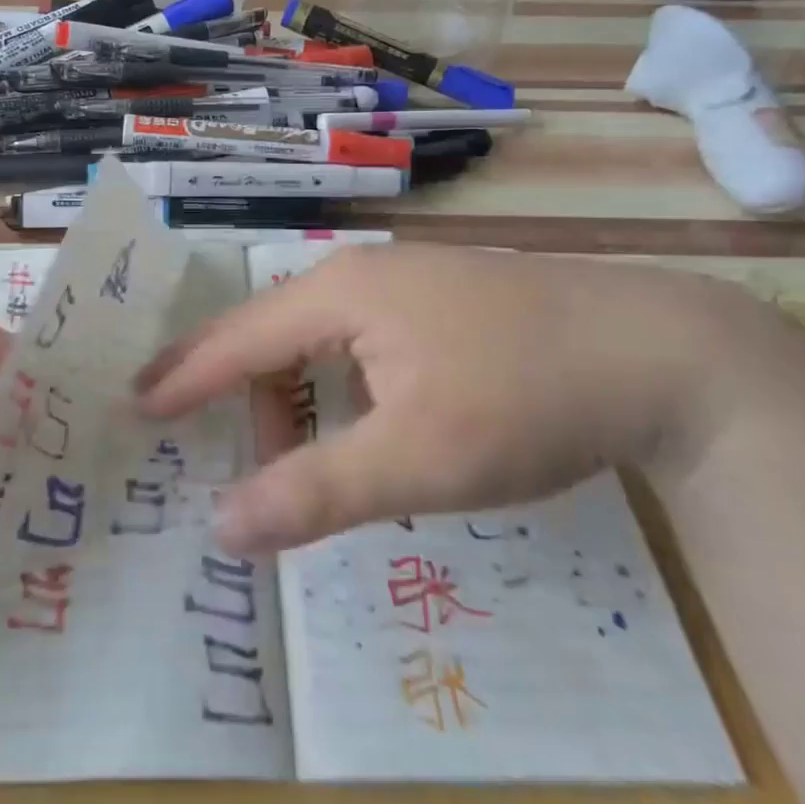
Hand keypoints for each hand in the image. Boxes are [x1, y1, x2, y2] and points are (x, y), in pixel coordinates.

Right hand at [136, 245, 770, 553]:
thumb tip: (222, 529)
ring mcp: (408, 282)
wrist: (668, 353)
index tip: (135, 404)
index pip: (238, 338)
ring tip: (312, 462)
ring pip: (319, 340)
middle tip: (225, 456)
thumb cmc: (527, 398)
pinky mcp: (442, 301)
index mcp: (340, 293)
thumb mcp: (418, 459)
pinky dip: (343, 388)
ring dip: (300, 399)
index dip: (184, 376)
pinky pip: (361, 341)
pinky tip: (372, 426)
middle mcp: (363, 274)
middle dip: (243, 397)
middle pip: (273, 335)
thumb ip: (315, 493)